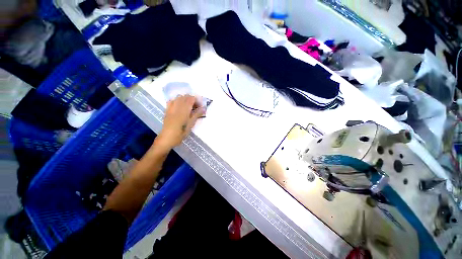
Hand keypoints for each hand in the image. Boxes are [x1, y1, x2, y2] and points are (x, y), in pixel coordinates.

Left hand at [155, 95, 204, 149]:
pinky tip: (179, 106)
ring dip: (185, 99)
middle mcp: (177, 106)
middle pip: (185, 96)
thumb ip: (197, 114)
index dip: (197, 101)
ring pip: (179, 97)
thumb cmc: (181, 132)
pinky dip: (177, 101)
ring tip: (189, 107)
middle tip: (196, 107)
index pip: (191, 98)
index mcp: (184, 109)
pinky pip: (172, 100)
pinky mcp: (167, 110)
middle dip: (192, 100)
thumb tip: (204, 108)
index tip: (200, 107)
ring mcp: (171, 107)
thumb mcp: (191, 124)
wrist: (167, 138)